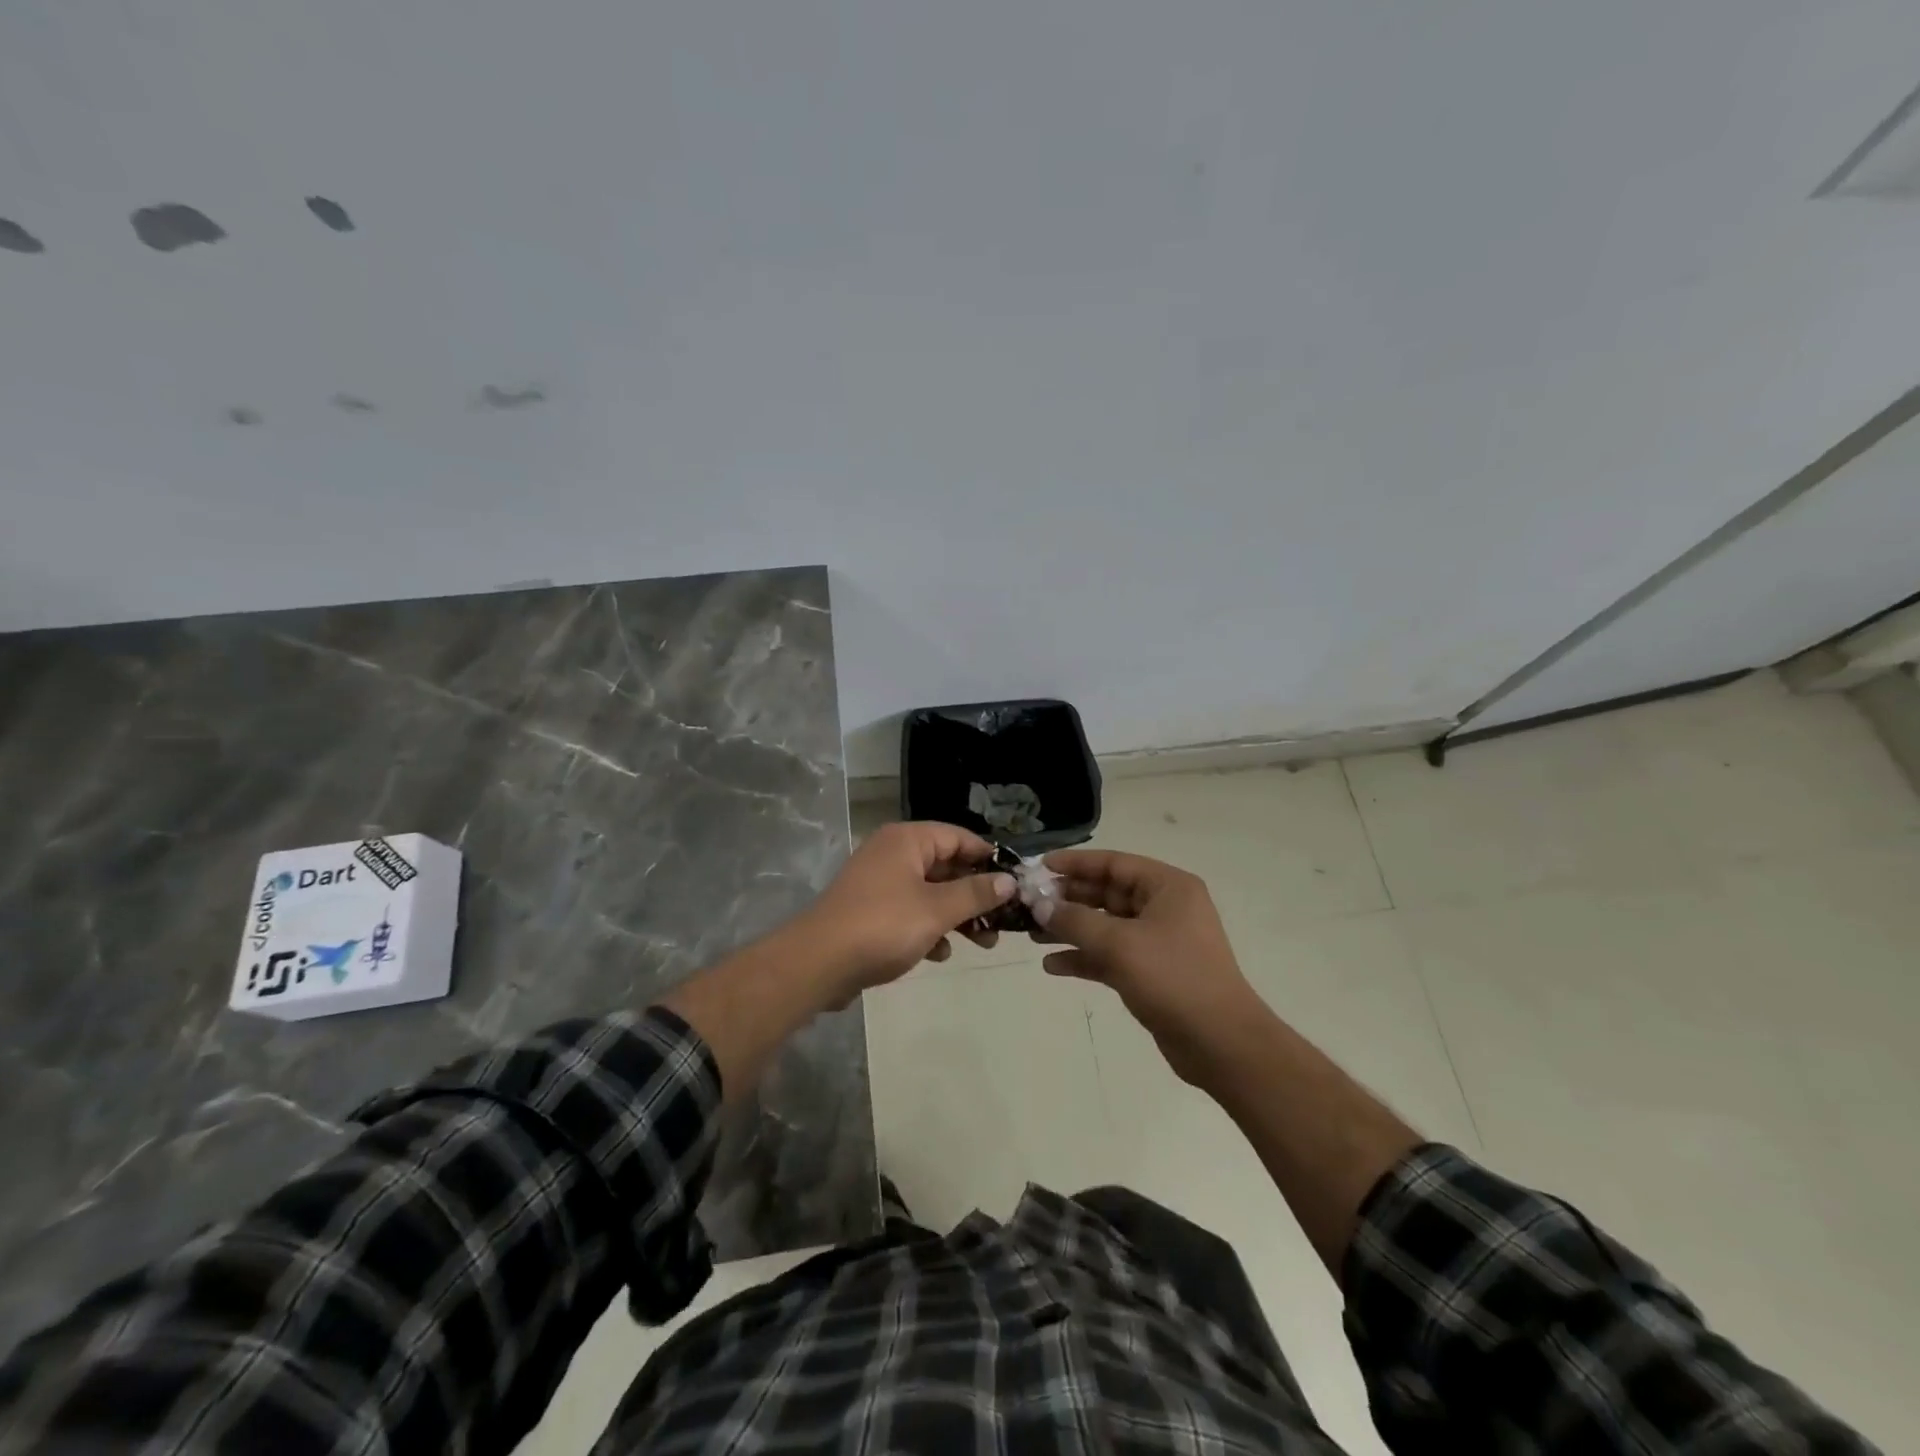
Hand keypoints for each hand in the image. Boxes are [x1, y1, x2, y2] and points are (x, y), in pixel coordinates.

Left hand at [796, 822, 1016, 999]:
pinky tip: (941, 953)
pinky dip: (929, 927)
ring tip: (984, 943)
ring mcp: (878, 882)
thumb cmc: (883, 926)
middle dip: (976, 893)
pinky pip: (910, 911)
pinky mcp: (870, 910)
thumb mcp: (937, 909)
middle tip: (1004, 920)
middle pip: (946, 865)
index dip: (989, 858)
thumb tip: (1009, 881)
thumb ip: (976, 894)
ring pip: (930, 892)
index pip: (959, 837)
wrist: (817, 963)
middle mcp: (892, 853)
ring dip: (957, 914)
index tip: (1015, 883)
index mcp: (907, 840)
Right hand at [1034, 850, 1261, 1086]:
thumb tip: (1040, 905)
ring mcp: (1158, 942)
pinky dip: (1084, 958)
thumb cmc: (1174, 979)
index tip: (1039, 867)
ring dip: (1071, 929)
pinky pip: (1110, 955)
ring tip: (1032, 935)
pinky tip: (1053, 966)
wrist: (1221, 1045)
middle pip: (1107, 893)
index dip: (1075, 864)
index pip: (1114, 863)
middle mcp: (1164, 908)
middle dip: (1068, 900)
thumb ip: (1075, 921)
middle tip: (1028, 905)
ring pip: (1105, 926)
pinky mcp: (1151, 973)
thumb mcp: (1120, 945)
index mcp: (1168, 887)